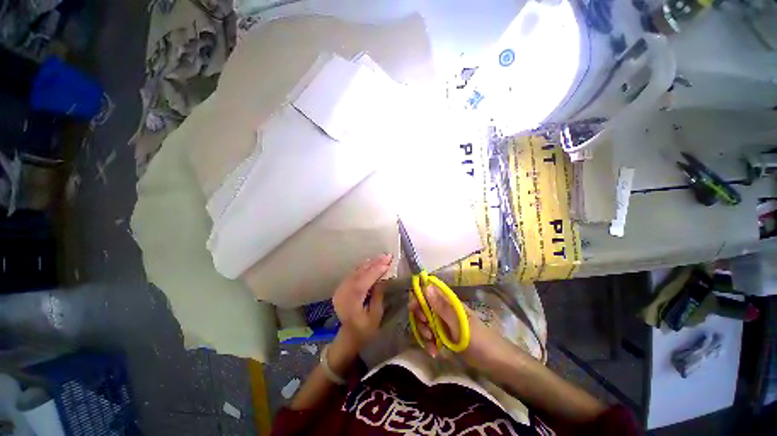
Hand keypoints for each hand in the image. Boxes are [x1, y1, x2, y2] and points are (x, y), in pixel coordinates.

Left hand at [333, 254, 392, 350]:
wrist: (349, 335)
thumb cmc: (365, 329)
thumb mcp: (376, 315)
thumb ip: (378, 295)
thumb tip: (383, 278)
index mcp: (350, 304)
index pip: (363, 283)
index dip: (375, 271)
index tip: (387, 262)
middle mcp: (343, 294)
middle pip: (359, 274)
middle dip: (374, 264)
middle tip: (387, 256)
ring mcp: (340, 289)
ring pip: (355, 272)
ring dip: (369, 263)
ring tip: (382, 257)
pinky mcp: (341, 287)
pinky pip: (353, 273)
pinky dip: (363, 267)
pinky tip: (372, 262)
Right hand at [409, 285, 511, 368]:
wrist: (497, 365)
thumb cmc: (480, 342)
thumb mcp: (459, 325)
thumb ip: (441, 306)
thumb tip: (426, 286)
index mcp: (449, 302)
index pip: (428, 291)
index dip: (418, 298)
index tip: (414, 311)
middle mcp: (445, 309)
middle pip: (424, 307)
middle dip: (420, 320)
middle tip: (427, 332)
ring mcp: (445, 322)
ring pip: (426, 322)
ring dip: (425, 333)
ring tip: (432, 347)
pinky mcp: (446, 335)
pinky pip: (431, 335)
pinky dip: (430, 343)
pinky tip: (434, 352)